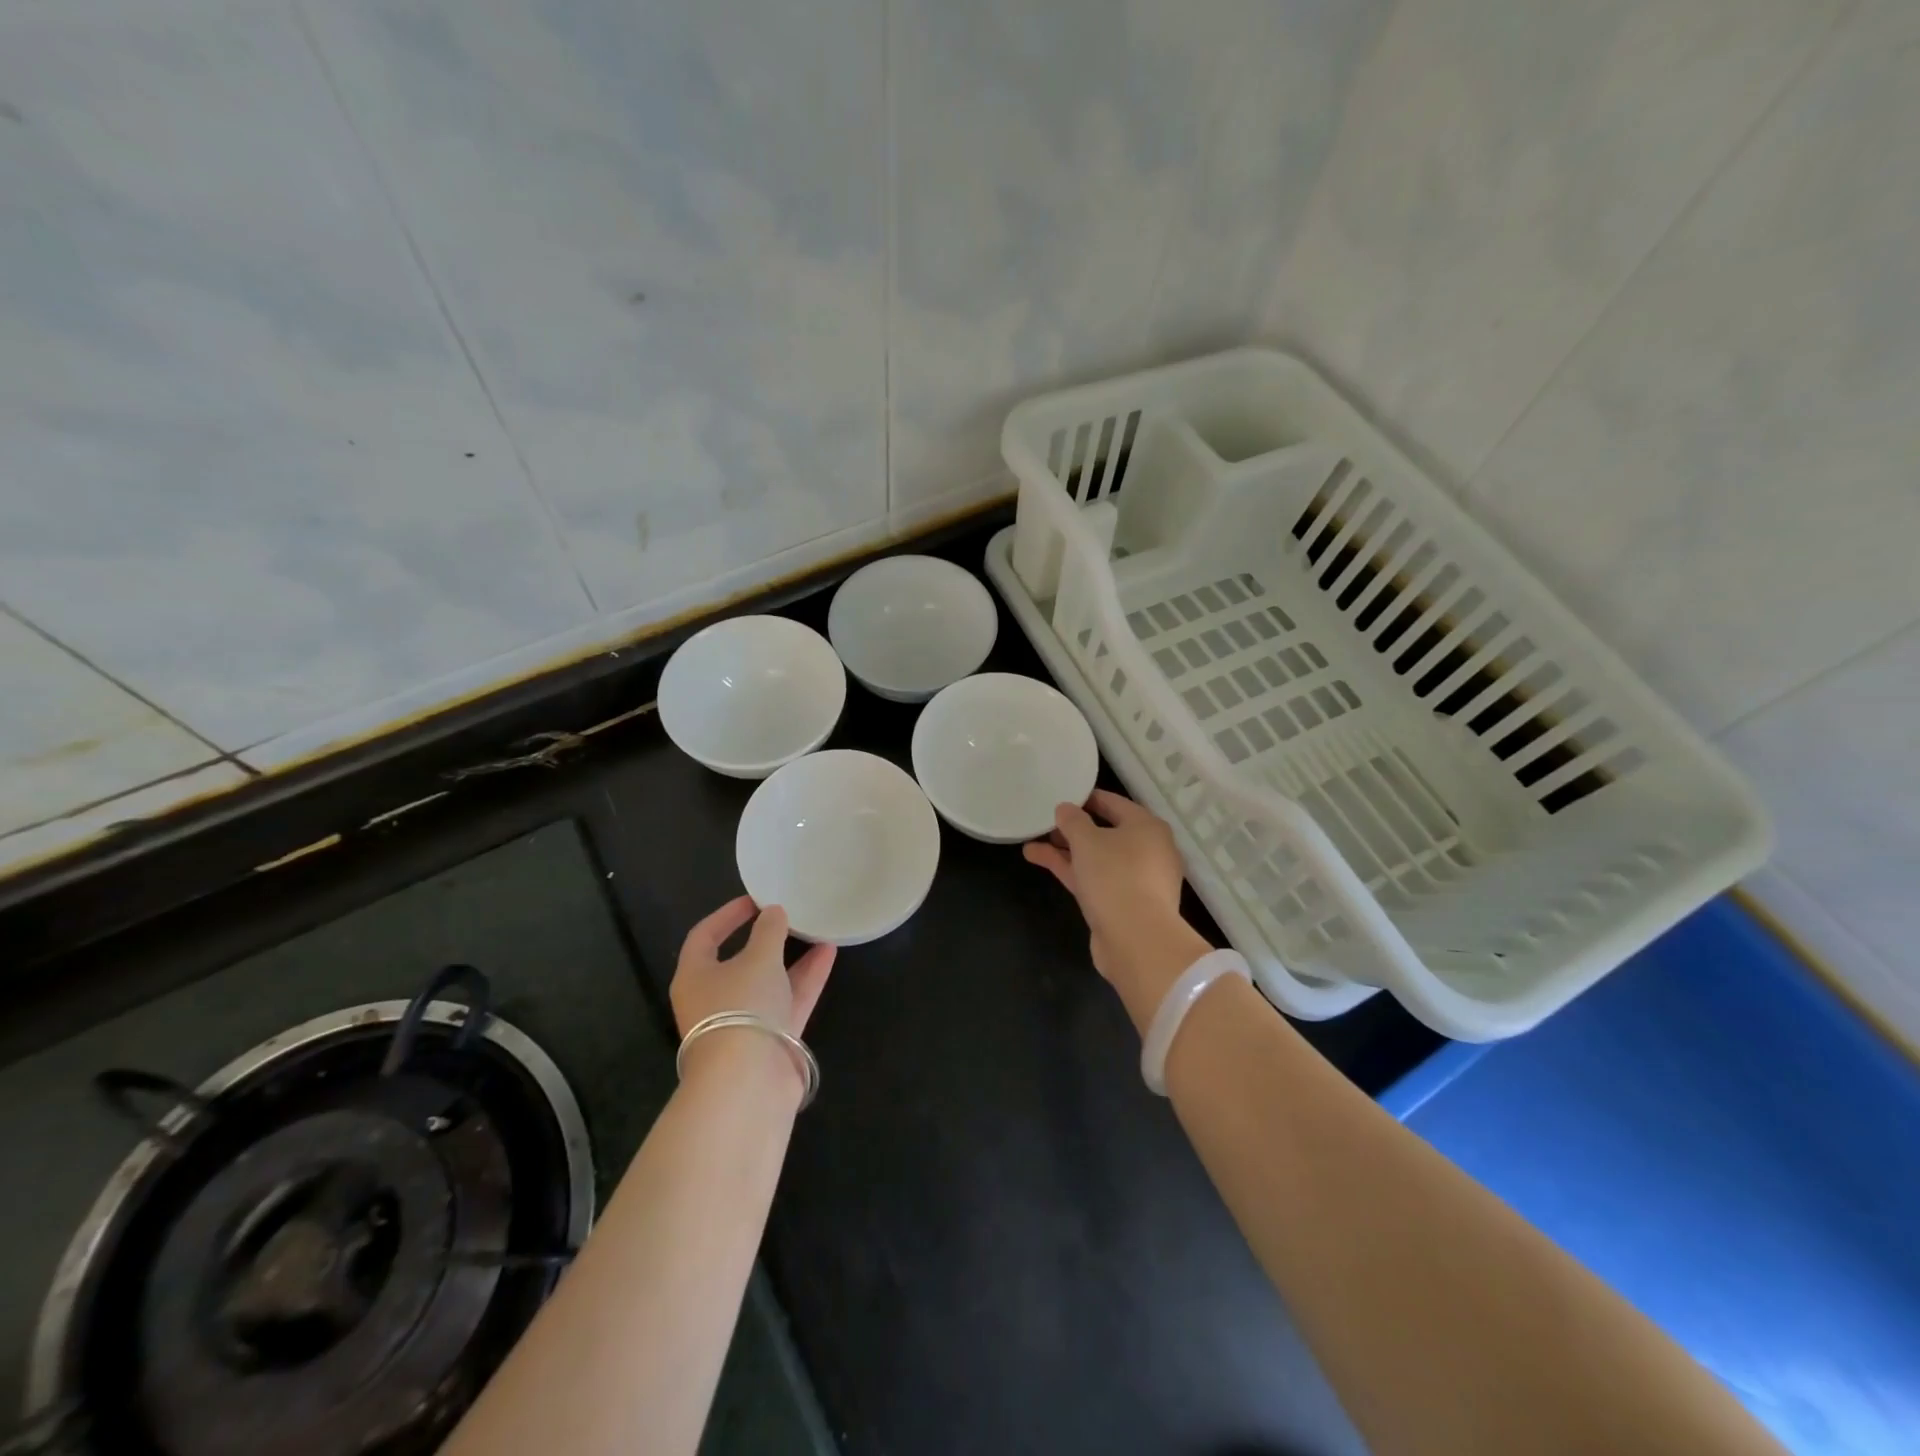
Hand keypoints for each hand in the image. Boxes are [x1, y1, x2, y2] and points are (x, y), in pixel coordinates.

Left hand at [670, 897, 835, 1088]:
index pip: (704, 937)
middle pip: (739, 961)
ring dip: (792, 957)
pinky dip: (806, 978)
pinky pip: (789, 1001)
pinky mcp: (770, 1040)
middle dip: (765, 939)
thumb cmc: (741, 1007)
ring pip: (769, 982)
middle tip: (788, 916)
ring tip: (817, 930)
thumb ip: (769, 931)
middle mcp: (714, 999)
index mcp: (695, 977)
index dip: (727, 915)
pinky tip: (828, 954)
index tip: (754, 900)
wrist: (749, 1082)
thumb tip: (774, 913)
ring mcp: (744, 1022)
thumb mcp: (758, 959)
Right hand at [1023, 790, 1212, 1031]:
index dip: (1087, 798)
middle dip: (1073, 829)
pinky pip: (1095, 879)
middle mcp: (1148, 850)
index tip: (1061, 796)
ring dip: (1066, 851)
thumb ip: (1072, 821)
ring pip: (1097, 858)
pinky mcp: (1123, 904)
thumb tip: (1065, 809)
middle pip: (1106, 832)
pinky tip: (1040, 860)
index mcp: (1147, 827)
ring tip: (1032, 842)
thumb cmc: (1115, 876)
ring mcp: (1137, 880)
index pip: (1114, 803)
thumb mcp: (1087, 840)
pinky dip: (1071, 870)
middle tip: (1045, 823)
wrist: (1136, 940)